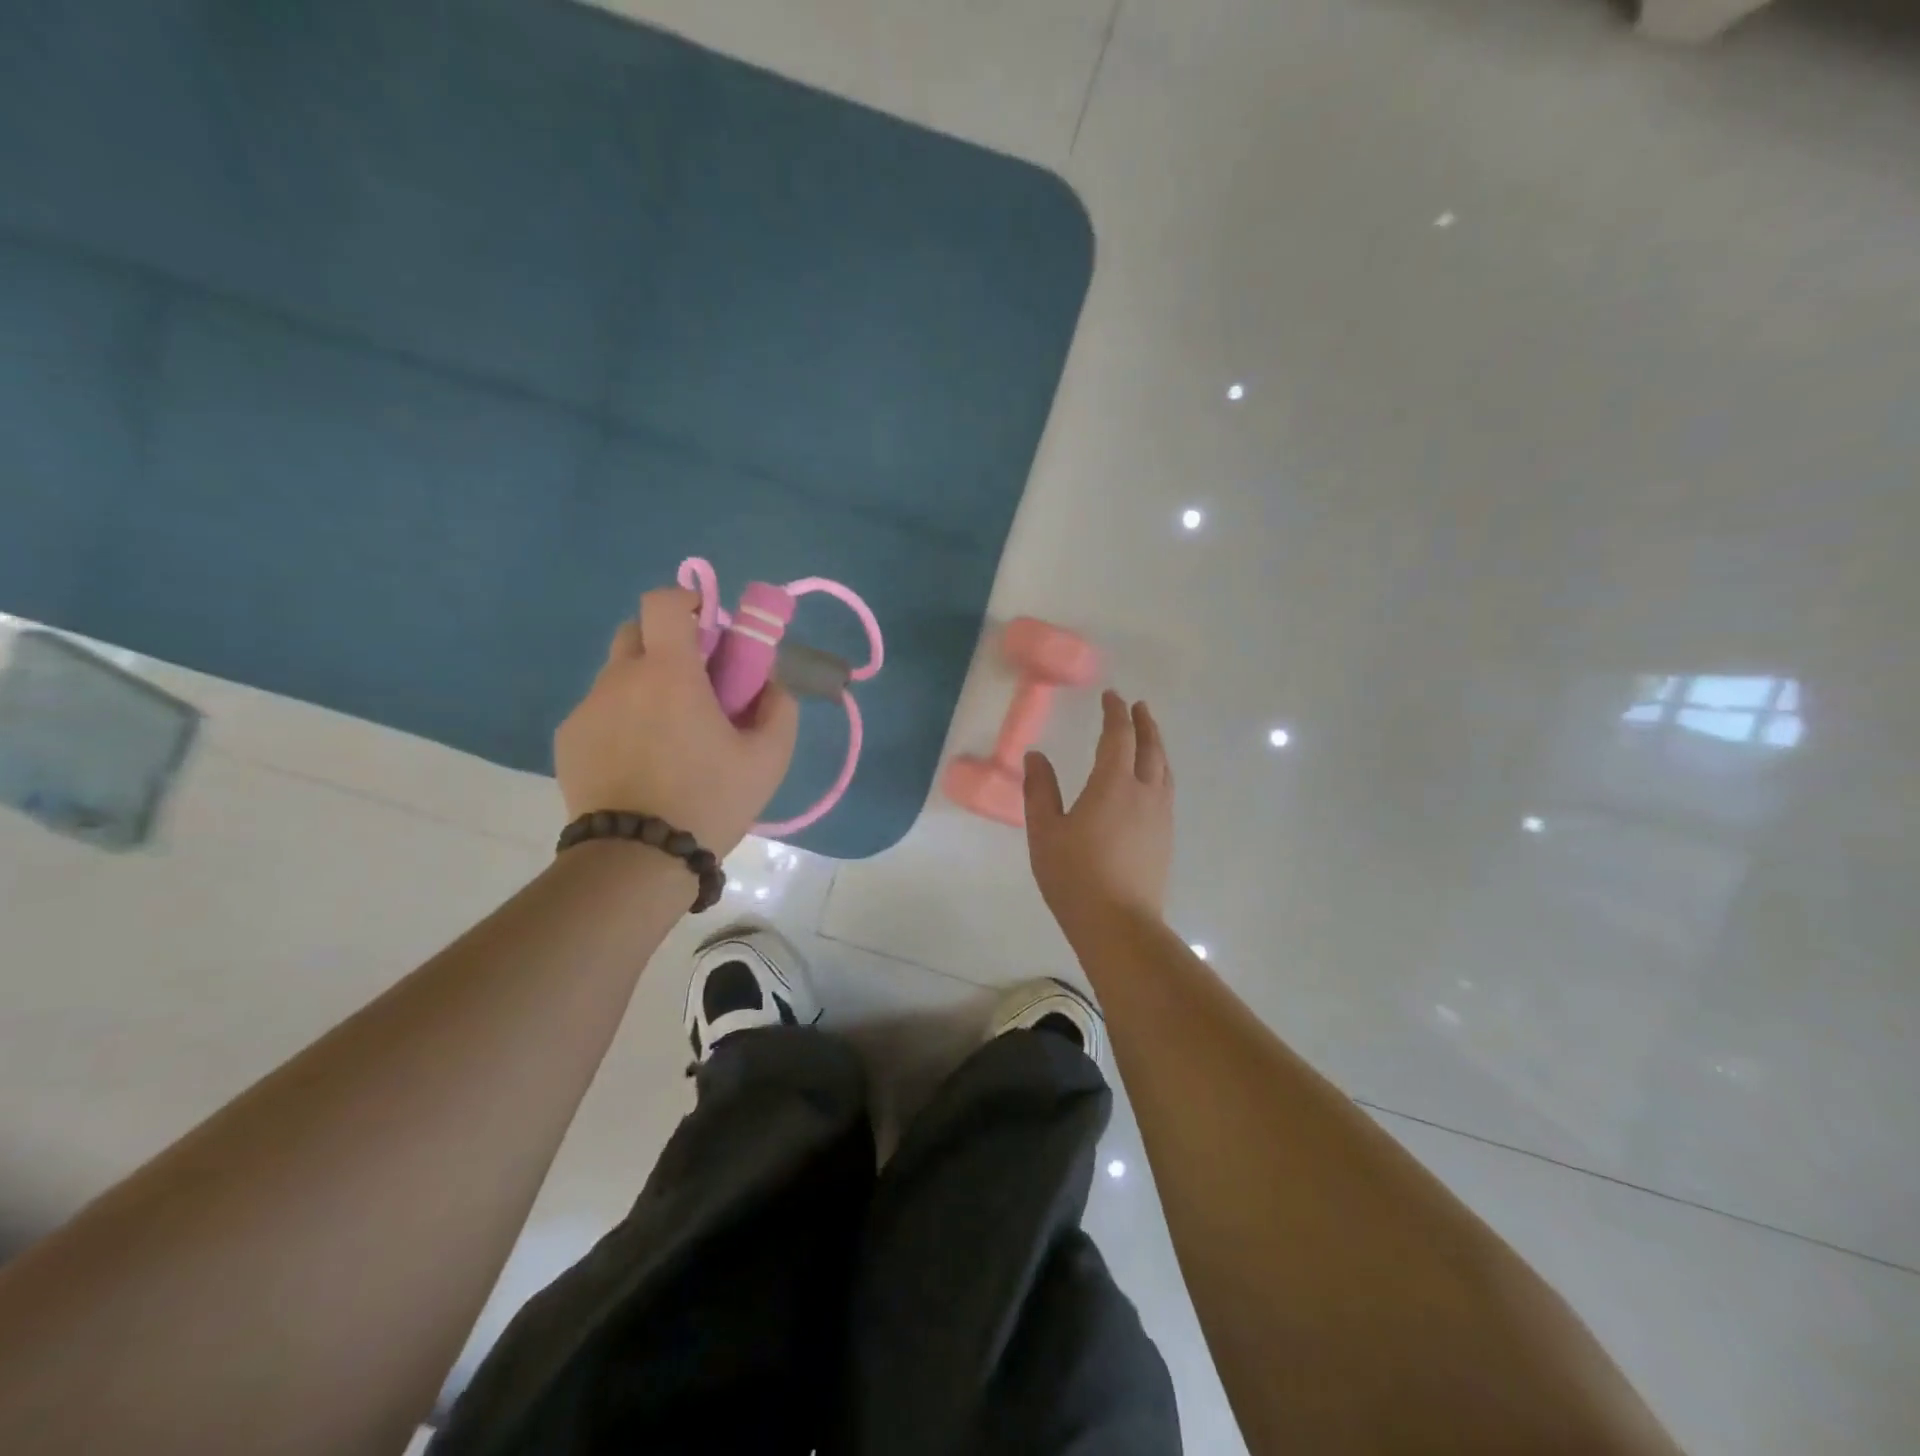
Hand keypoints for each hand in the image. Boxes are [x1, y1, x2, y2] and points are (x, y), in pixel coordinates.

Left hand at [555, 587, 798, 855]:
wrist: (638, 859)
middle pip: (637, 631)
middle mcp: (620, 679)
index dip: (688, 601)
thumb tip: (770, 683)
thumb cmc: (710, 800)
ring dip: (645, 685)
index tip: (709, 626)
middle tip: (695, 682)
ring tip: (669, 735)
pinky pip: (600, 711)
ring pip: (619, 675)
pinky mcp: (568, 740)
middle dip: (667, 642)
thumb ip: (779, 708)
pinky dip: (623, 719)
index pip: (664, 602)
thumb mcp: (769, 758)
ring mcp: (588, 709)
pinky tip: (640, 762)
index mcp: (669, 673)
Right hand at [1023, 691, 1173, 931]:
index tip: (1111, 697)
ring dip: (1156, 746)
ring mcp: (1160, 816)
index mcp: (1113, 784)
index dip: (1115, 713)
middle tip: (1138, 707)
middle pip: (1151, 748)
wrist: (1119, 924)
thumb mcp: (1045, 831)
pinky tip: (1150, 783)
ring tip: (1148, 738)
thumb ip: (1040, 790)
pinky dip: (1159, 772)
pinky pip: (1166, 791)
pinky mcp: (1166, 838)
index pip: (1119, 736)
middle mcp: (1144, 792)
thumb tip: (1036, 756)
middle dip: (1144, 723)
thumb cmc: (1075, 875)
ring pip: (1164, 770)